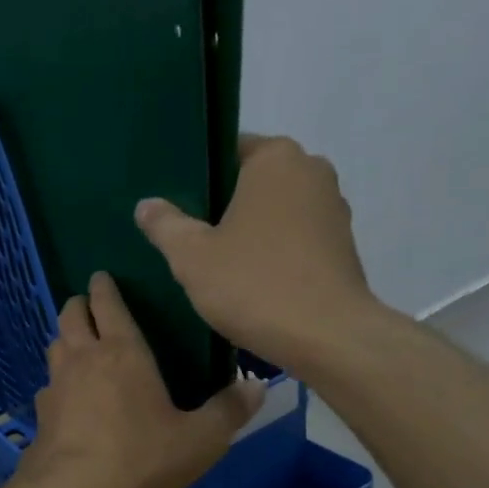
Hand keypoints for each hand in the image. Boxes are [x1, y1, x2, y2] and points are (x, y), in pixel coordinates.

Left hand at [18, 271, 262, 487]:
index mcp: (122, 351)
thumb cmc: (140, 456)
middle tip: (88, 304)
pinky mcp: (40, 414)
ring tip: (78, 345)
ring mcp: (56, 384)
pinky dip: (57, 382)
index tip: (102, 276)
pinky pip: (48, 385)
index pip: (108, 304)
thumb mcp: (199, 439)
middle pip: (70, 315)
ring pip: (55, 345)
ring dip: (65, 338)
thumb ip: (228, 412)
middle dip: (79, 304)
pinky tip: (67, 398)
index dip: (104, 287)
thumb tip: (257, 387)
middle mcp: (83, 358)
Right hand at [135, 134, 385, 370]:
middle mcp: (311, 171)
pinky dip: (270, 251)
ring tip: (212, 260)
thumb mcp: (191, 256)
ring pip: (274, 211)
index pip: (227, 151)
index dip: (196, 176)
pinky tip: (246, 279)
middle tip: (184, 235)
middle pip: (251, 181)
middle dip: (221, 205)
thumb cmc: (253, 284)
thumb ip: (165, 225)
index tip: (173, 204)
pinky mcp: (341, 245)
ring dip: (247, 230)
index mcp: (276, 159)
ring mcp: (332, 209)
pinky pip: (293, 238)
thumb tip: (147, 204)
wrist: (326, 336)